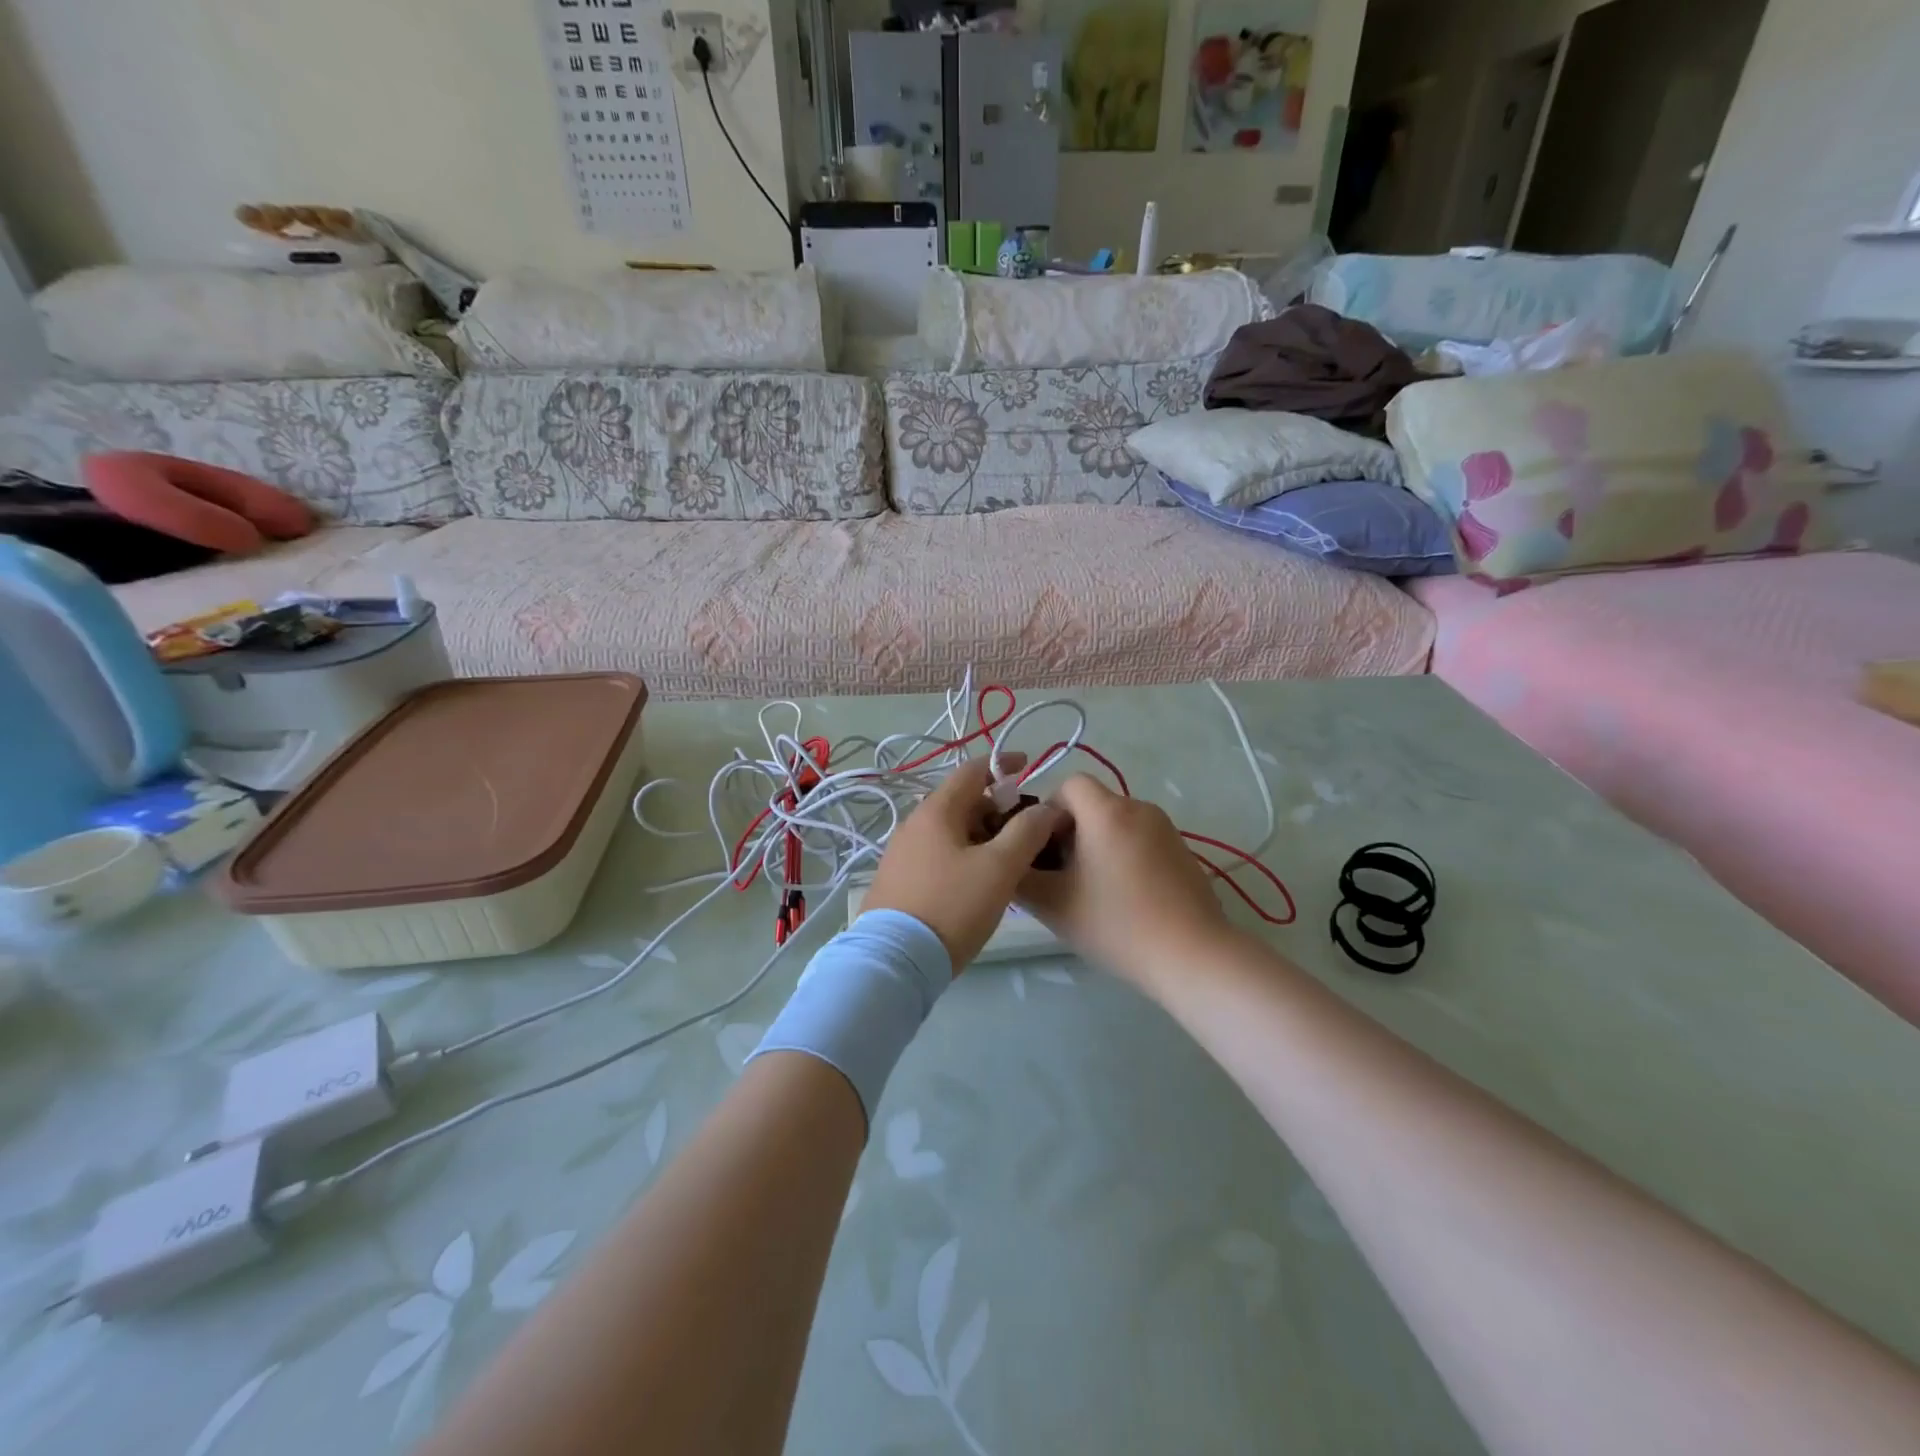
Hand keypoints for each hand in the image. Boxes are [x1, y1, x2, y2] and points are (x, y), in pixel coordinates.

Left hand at [861, 757, 1067, 969]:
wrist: (895, 961)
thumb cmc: (952, 906)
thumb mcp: (999, 868)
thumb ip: (1027, 831)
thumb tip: (1047, 807)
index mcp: (936, 811)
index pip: (972, 771)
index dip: (1002, 765)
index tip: (1028, 765)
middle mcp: (913, 824)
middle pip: (961, 801)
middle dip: (996, 806)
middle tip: (1027, 826)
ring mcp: (901, 853)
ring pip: (950, 830)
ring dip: (981, 832)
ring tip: (1008, 857)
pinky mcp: (898, 880)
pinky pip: (938, 853)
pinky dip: (963, 852)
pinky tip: (978, 879)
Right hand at [1016, 775, 1239, 994]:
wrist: (1192, 956)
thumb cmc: (1116, 924)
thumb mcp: (1053, 905)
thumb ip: (1020, 878)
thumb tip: (1011, 863)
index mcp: (1106, 811)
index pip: (1069, 784)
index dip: (1048, 810)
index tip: (1042, 848)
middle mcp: (1139, 808)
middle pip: (1093, 805)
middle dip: (1070, 832)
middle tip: (1059, 875)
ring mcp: (1166, 830)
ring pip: (1117, 824)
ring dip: (1097, 846)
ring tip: (1090, 891)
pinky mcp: (1184, 852)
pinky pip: (1141, 841)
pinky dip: (1124, 857)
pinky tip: (1124, 900)